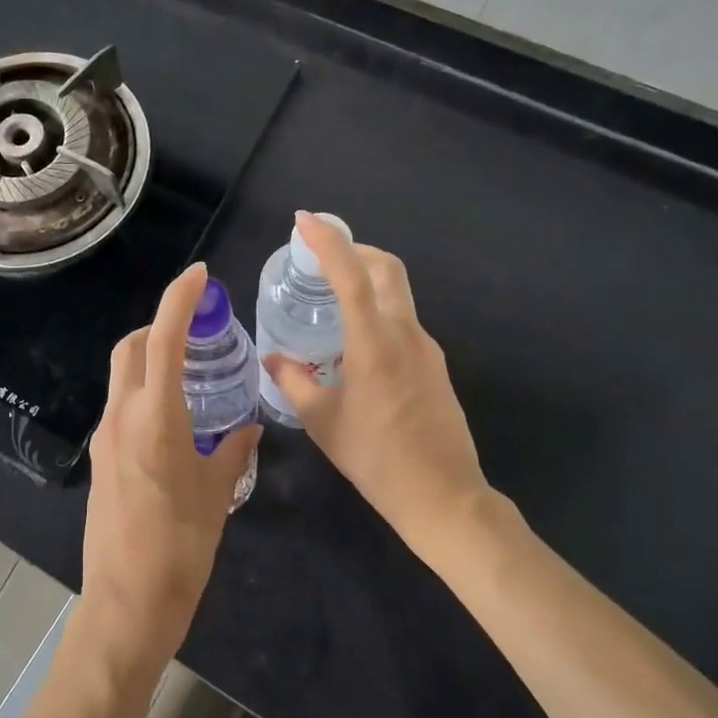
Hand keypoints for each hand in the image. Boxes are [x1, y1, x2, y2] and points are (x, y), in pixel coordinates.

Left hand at [80, 263, 260, 670]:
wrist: (127, 604)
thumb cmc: (181, 549)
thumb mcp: (217, 495)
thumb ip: (234, 451)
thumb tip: (249, 428)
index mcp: (154, 418)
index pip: (162, 340)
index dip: (178, 300)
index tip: (198, 276)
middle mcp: (122, 417)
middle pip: (131, 348)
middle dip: (160, 326)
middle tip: (197, 331)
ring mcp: (106, 437)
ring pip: (122, 376)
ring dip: (150, 359)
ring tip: (191, 372)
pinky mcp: (101, 459)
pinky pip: (121, 406)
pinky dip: (144, 392)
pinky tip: (175, 418)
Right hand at [263, 212, 500, 554]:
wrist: (443, 497)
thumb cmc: (375, 458)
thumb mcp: (322, 421)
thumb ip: (294, 382)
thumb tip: (274, 360)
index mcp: (375, 342)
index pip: (350, 274)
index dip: (327, 240)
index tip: (304, 220)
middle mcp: (406, 334)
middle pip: (387, 268)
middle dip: (354, 249)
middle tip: (320, 254)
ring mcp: (427, 349)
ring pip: (397, 294)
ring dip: (366, 282)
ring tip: (330, 301)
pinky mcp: (435, 366)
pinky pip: (403, 323)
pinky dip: (377, 313)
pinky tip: (354, 345)